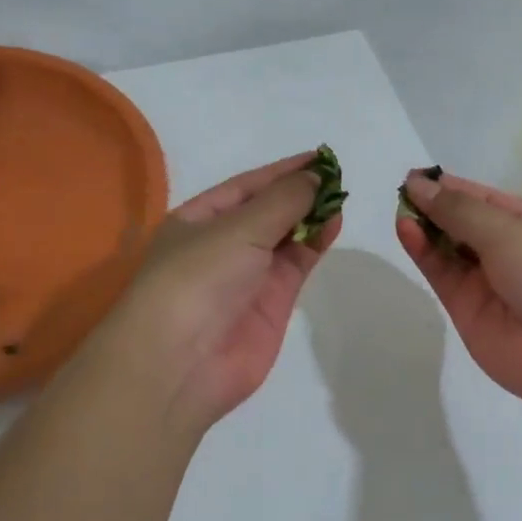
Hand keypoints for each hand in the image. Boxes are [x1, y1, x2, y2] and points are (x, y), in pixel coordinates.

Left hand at [102, 152, 339, 433]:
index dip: (281, 171)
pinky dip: (315, 243)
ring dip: (311, 217)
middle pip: (267, 211)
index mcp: (197, 220)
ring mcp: (248, 276)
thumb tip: (316, 176)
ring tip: (340, 197)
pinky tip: (334, 224)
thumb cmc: (196, 279)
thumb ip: (282, 201)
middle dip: (299, 193)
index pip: (245, 186)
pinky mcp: (272, 303)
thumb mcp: (237, 228)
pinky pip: (297, 264)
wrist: (181, 363)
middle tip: (337, 177)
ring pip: (286, 237)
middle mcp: (221, 245)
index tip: (319, 157)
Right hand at [395, 171, 521, 416]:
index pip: (482, 199)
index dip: (450, 187)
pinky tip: (406, 230)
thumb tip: (418, 185)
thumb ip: (458, 210)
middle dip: (434, 207)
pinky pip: (441, 275)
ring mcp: (485, 283)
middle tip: (401, 191)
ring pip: (447, 249)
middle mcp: (507, 251)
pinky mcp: (465, 310)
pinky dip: (422, 252)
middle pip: (462, 224)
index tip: (415, 176)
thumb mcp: (509, 230)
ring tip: (399, 209)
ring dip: (425, 228)